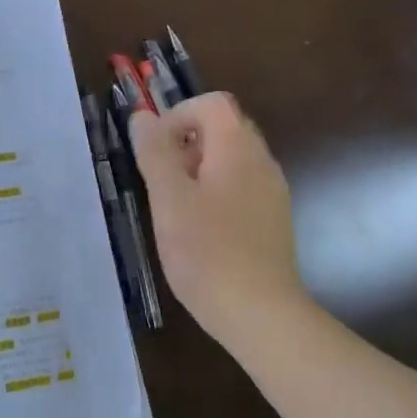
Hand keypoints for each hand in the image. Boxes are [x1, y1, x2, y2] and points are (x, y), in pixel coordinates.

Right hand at [130, 92, 308, 347]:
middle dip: (187, 142)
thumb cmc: (207, 252)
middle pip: (224, 128)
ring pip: (232, 159)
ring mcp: (272, 191)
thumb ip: (155, 152)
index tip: (155, 149)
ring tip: (175, 207)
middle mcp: (262, 161)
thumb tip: (143, 115)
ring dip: (199, 168)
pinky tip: (200, 230)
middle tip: (161, 178)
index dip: (178, 115)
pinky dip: (216, 191)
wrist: (260, 313)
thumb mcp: (169, 198)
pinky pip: (242, 186)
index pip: (212, 103)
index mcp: (238, 148)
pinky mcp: (273, 220)